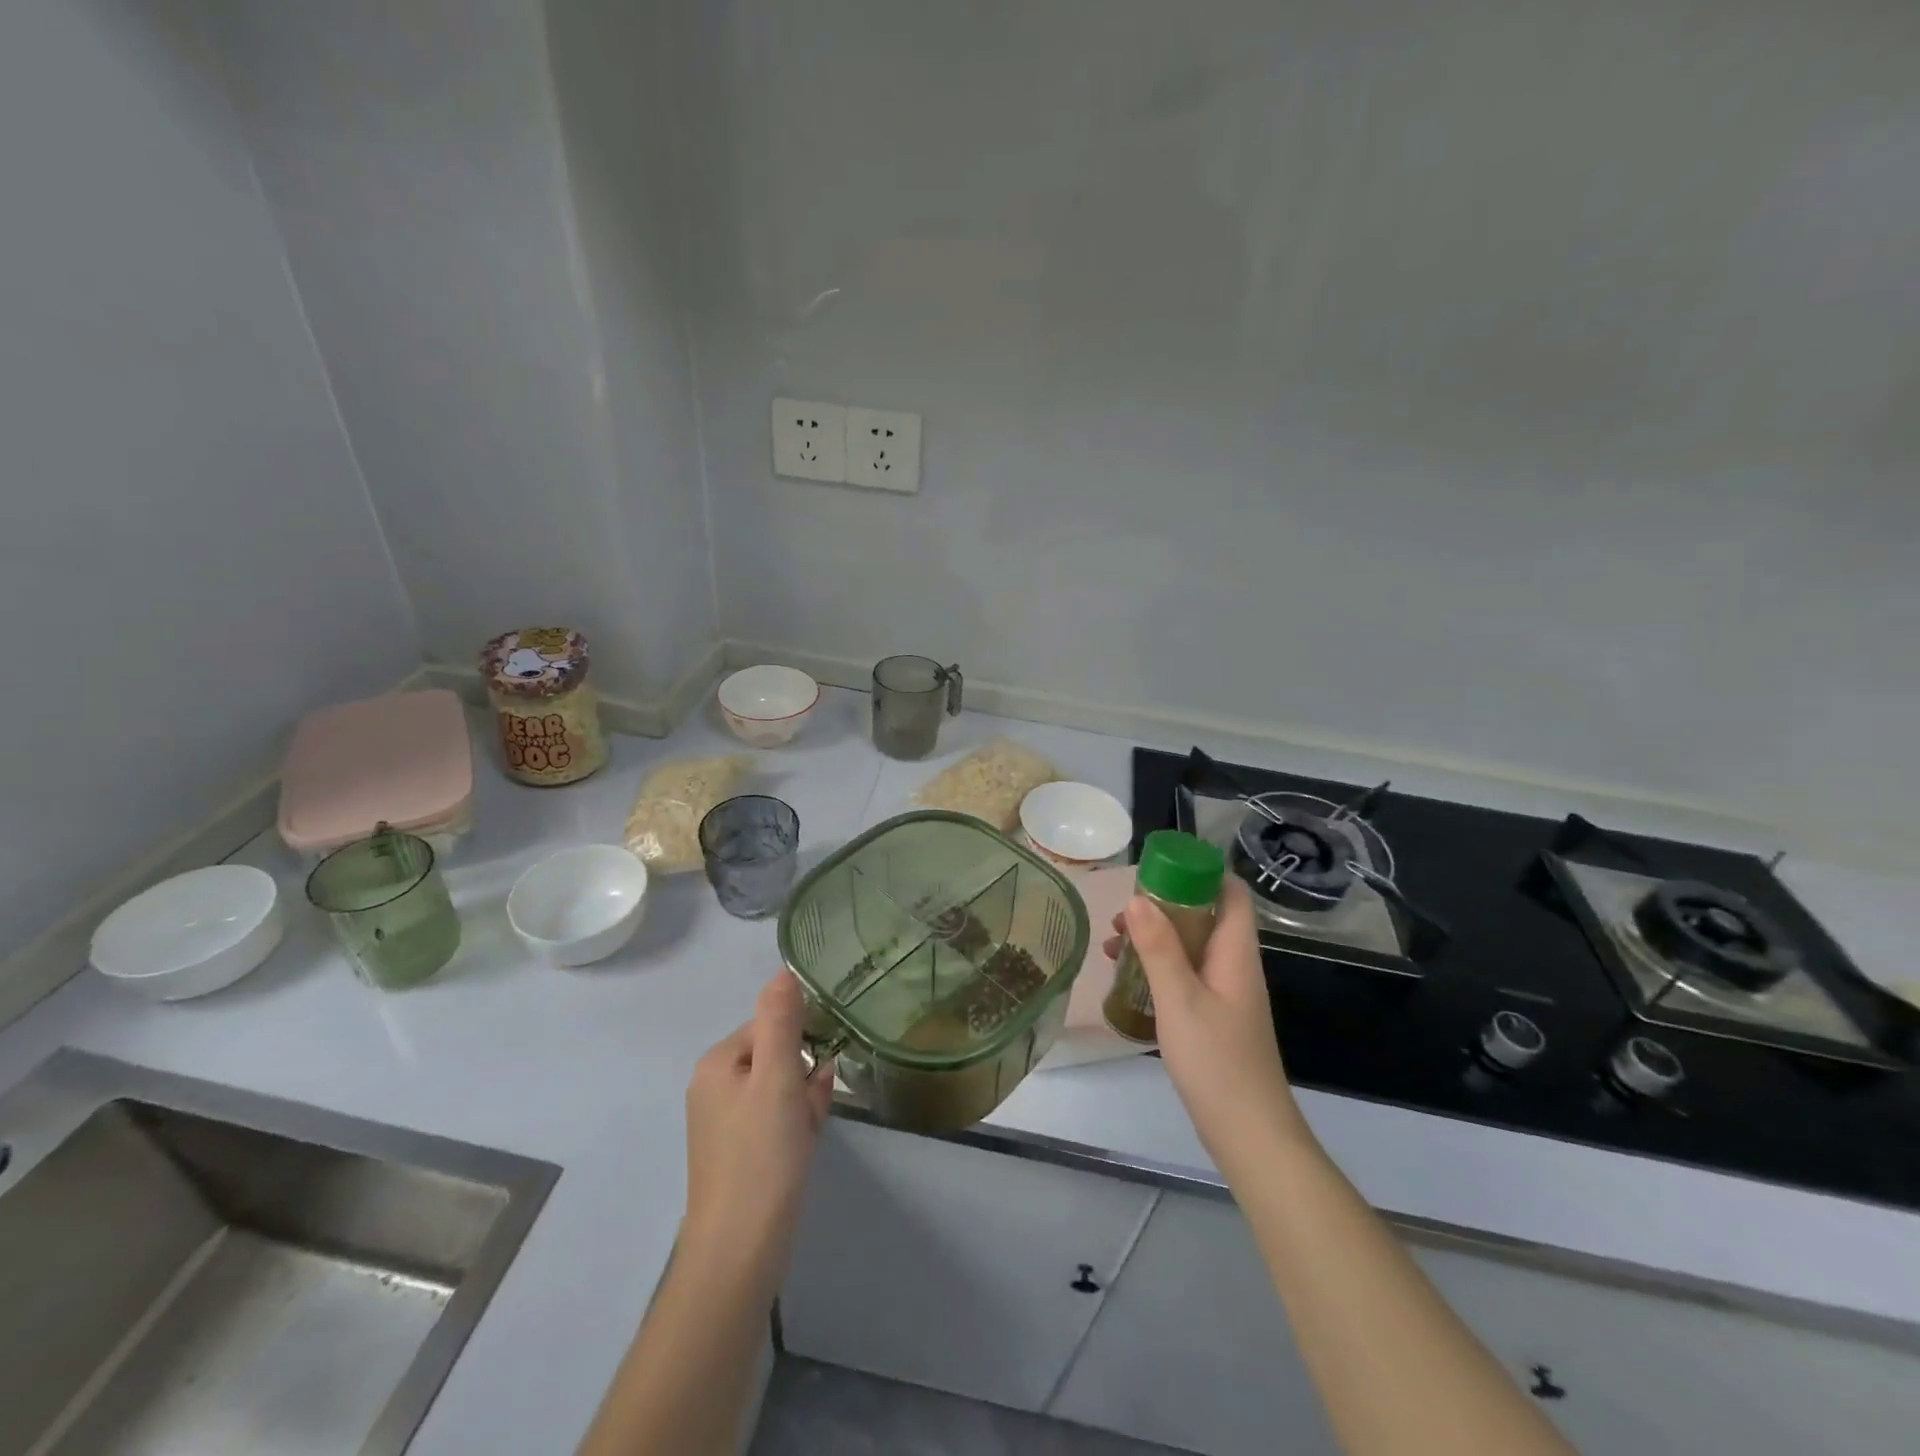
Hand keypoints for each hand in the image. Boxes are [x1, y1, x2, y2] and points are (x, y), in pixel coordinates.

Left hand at [681, 972, 834, 1277]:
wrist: (739, 1251)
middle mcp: (714, 1086)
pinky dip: (796, 1122)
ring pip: (779, 1088)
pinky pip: (774, 1117)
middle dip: (803, 1076)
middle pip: (776, 1056)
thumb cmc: (761, 1156)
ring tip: (808, 1131)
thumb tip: (783, 969)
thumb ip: (781, 1020)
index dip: (799, 1045)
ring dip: (804, 1100)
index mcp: (717, 1063)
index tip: (812, 1075)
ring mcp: (723, 1121)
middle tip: (811, 1110)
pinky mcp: (737, 1151)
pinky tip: (805, 1142)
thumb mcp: (777, 1079)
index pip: (770, 1025)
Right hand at [1105, 879, 1305, 1171]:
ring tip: (1113, 944)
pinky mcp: (1214, 1016)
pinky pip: (1185, 974)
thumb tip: (1137, 897)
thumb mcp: (1180, 999)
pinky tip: (1127, 979)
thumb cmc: (1217, 1061)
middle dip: (1163, 906)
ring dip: (1155, 938)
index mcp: (1235, 953)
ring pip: (1191, 947)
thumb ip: (1159, 948)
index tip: (1158, 870)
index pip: (1231, 893)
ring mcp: (1225, 993)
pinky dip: (1158, 967)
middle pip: (1205, 916)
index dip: (1200, 873)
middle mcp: (1234, 965)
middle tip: (1123, 914)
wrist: (1249, 1134)